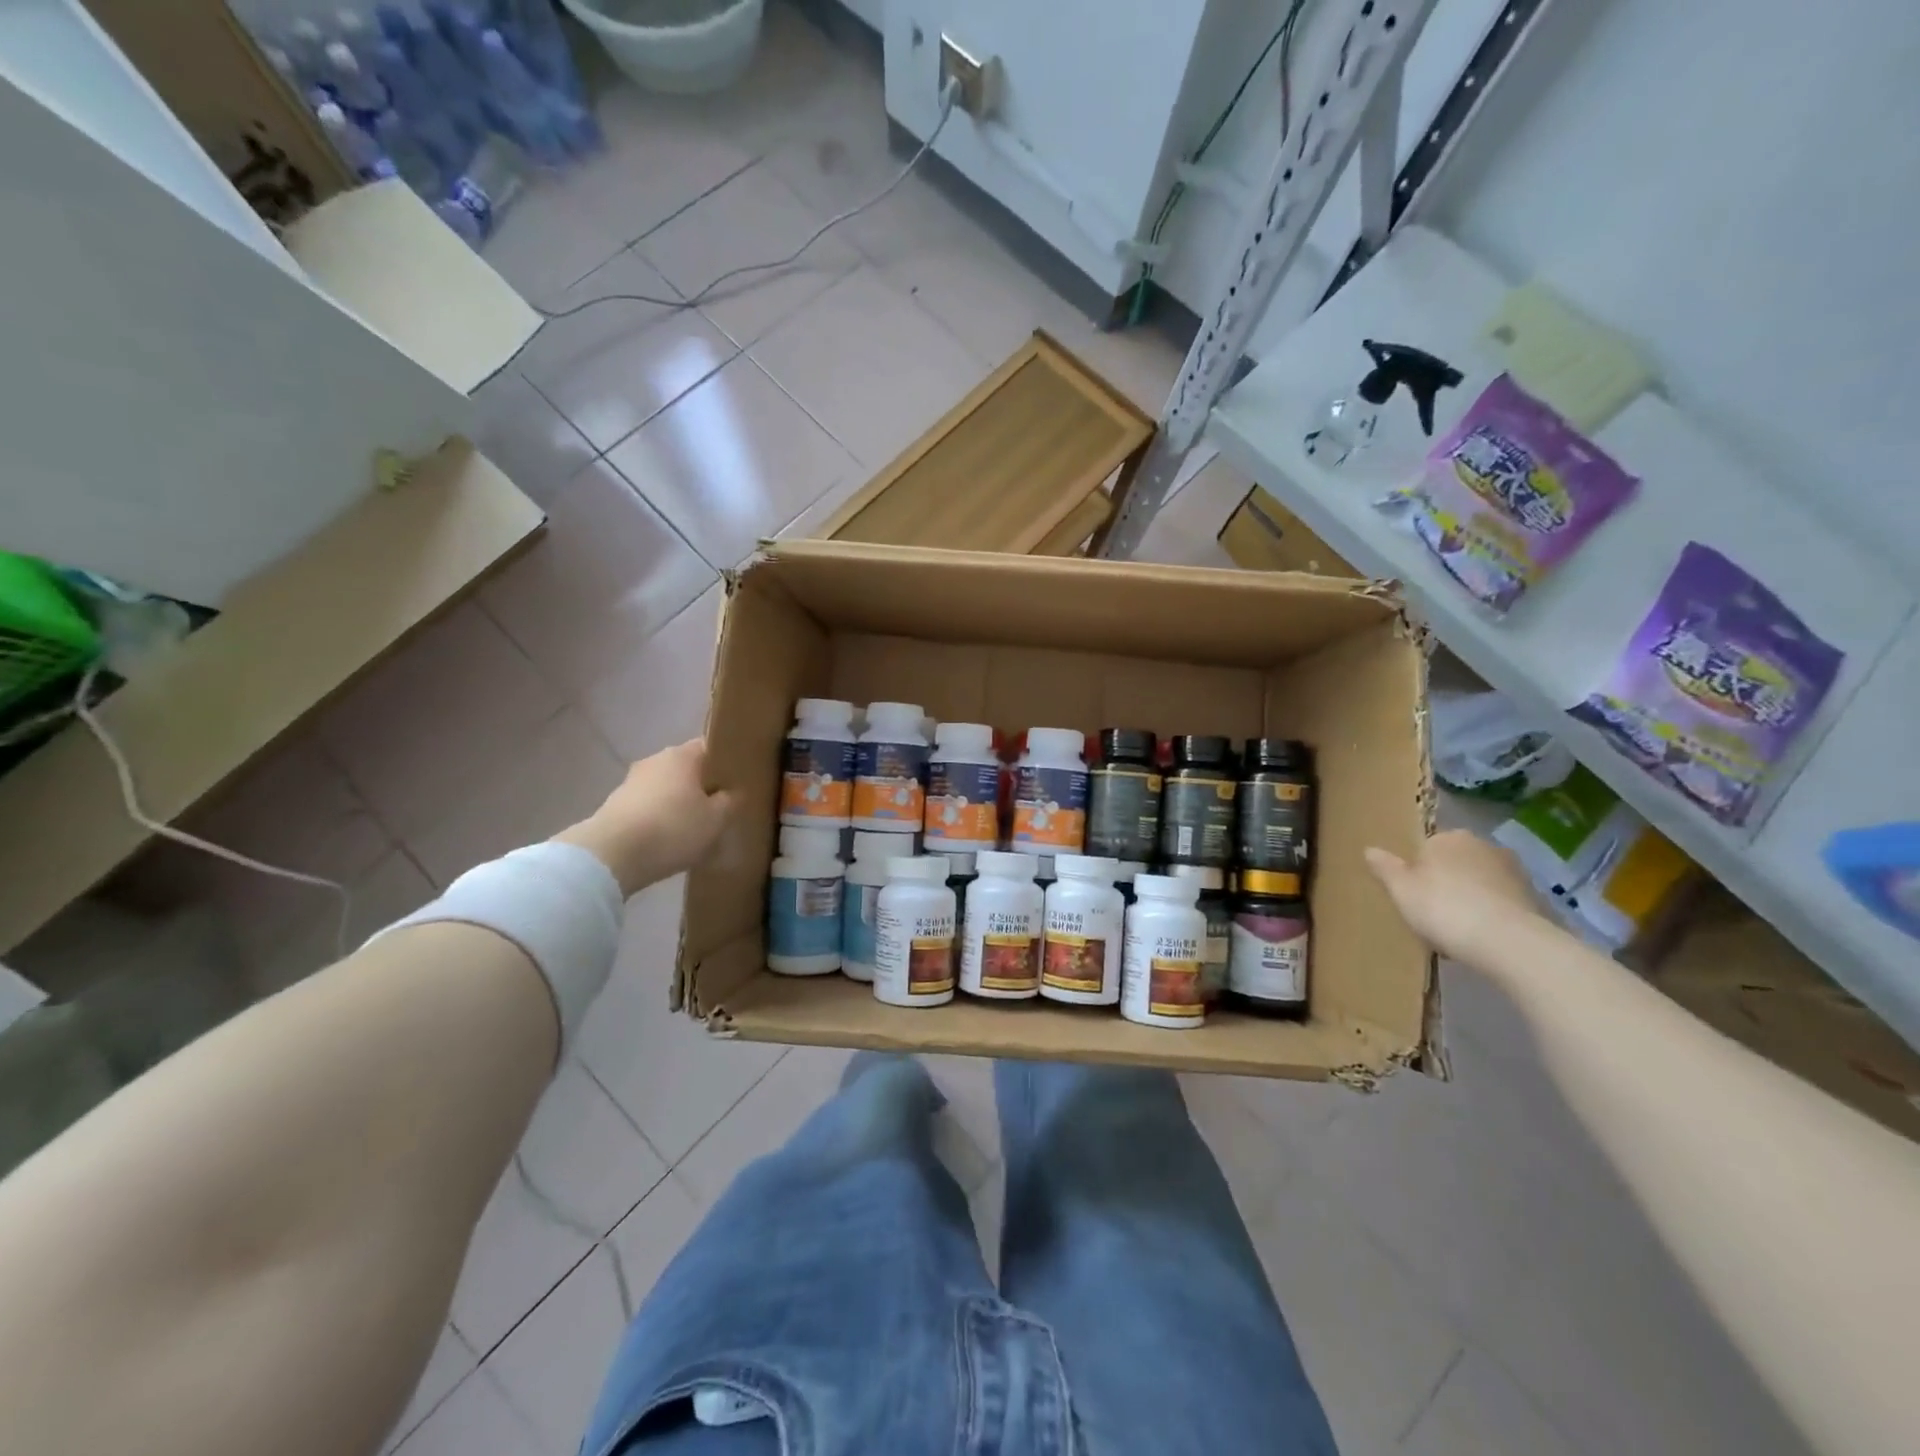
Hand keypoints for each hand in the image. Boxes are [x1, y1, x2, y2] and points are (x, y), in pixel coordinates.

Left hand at [555, 739, 732, 896]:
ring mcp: (631, 782)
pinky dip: (660, 819)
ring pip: (666, 789)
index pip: (710, 748)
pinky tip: (668, 840)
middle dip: (703, 786)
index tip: (738, 782)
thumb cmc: (673, 828)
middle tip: (720, 809)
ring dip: (679, 804)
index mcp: (682, 755)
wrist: (611, 855)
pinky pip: (648, 807)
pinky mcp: (615, 806)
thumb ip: (730, 802)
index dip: (726, 763)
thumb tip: (732, 793)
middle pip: (687, 769)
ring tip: (695, 829)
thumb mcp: (716, 819)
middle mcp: (655, 760)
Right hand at [1364, 829, 1542, 962]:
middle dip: (1446, 883)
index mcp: (1448, 837)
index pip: (1426, 848)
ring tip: (1458, 931)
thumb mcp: (1401, 890)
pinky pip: (1501, 903)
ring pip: (1479, 883)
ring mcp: (1513, 870)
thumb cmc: (1444, 908)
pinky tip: (1482, 938)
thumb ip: (1385, 868)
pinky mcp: (1535, 897)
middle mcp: (1482, 845)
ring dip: (1470, 899)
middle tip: (1433, 914)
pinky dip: (1491, 915)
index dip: (1417, 872)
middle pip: (1455, 863)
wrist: (1509, 942)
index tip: (1412, 896)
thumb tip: (1370, 850)